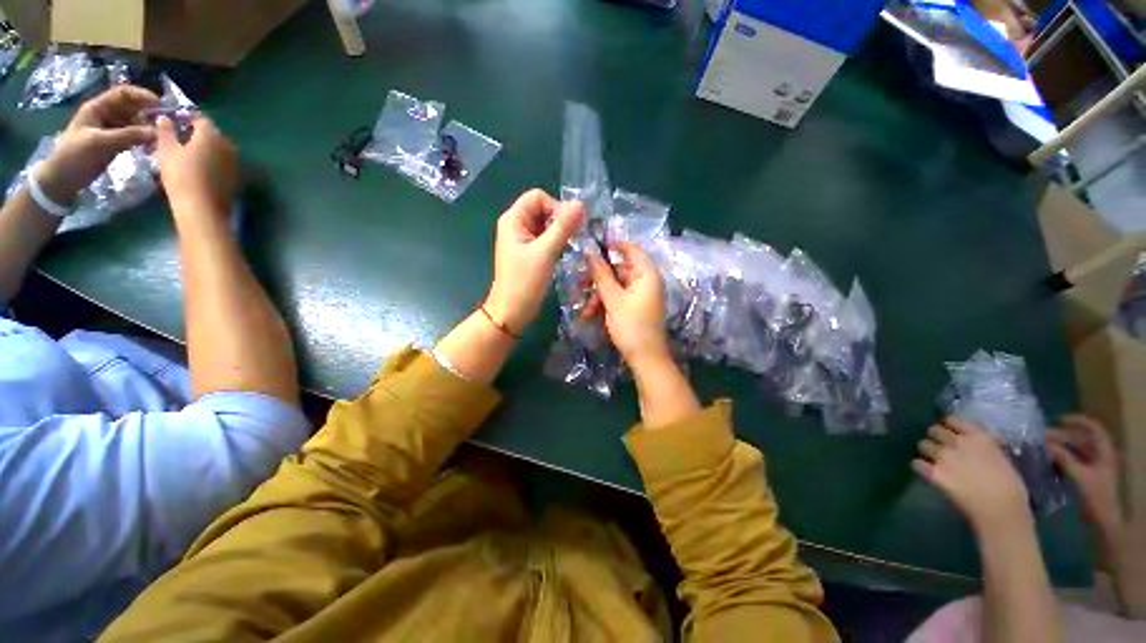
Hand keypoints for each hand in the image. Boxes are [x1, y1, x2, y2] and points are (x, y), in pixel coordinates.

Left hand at [37, 85, 158, 202]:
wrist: (63, 178)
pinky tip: (153, 146)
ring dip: (148, 129)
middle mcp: (107, 115)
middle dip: (148, 113)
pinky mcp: (116, 143)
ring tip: (161, 138)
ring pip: (135, 124)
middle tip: (166, 123)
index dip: (141, 95)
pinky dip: (144, 140)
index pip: (123, 94)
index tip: (160, 105)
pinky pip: (134, 137)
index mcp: (98, 108)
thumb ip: (127, 136)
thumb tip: (156, 132)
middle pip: (132, 108)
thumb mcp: (99, 142)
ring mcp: (112, 130)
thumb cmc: (75, 155)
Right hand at [156, 115, 237, 217]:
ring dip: (207, 149)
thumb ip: (165, 131)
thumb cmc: (181, 175)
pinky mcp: (236, 176)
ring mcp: (235, 161)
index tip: (176, 126)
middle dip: (198, 135)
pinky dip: (214, 162)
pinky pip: (224, 163)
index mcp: (211, 134)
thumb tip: (164, 118)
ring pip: (219, 149)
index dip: (188, 120)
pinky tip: (201, 169)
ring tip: (189, 155)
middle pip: (213, 134)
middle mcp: (228, 145)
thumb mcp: (166, 150)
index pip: (201, 120)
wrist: (202, 206)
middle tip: (181, 141)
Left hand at [484, 189, 584, 333]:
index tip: (569, 227)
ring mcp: (523, 240)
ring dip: (561, 232)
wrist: (512, 312)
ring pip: (546, 225)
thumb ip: (563, 227)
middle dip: (560, 220)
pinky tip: (564, 253)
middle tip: (574, 238)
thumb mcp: (545, 252)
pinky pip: (546, 238)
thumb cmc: (525, 282)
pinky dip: (557, 242)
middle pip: (543, 209)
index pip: (538, 197)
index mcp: (513, 219)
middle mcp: (516, 225)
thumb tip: (581, 204)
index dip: (556, 207)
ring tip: (571, 247)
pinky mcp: (530, 253)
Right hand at [585, 243, 668, 367]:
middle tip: (580, 286)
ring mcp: (639, 295)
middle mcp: (644, 281)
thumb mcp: (613, 300)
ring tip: (586, 311)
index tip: (591, 248)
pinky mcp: (633, 307)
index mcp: (646, 274)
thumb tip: (590, 254)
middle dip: (598, 280)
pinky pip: (616, 298)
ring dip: (598, 296)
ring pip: (614, 286)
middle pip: (618, 270)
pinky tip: (590, 316)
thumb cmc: (632, 327)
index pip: (631, 249)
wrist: (645, 359)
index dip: (612, 245)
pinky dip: (604, 305)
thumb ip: (601, 276)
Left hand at [914, 419, 1031, 532]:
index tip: (950, 432)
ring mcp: (944, 457)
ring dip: (927, 451)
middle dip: (936, 437)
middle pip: (934, 430)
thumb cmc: (1010, 487)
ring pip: (923, 444)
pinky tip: (926, 470)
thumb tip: (976, 442)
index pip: (953, 420)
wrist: (1002, 510)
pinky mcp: (934, 473)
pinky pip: (916, 463)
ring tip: (932, 458)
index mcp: (978, 437)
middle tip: (940, 446)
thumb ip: (986, 446)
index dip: (949, 426)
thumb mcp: (1002, 457)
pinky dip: (919, 466)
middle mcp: (958, 442)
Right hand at [1048, 415, 1123, 534]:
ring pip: (1076, 450)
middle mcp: (1101, 455)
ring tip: (1043, 448)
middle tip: (1042, 437)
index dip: (1077, 421)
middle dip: (1063, 436)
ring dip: (1060, 447)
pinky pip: (1073, 461)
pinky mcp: (1087, 477)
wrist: (1103, 522)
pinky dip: (1062, 458)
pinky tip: (1050, 461)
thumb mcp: (1079, 476)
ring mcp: (1095, 467)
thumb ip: (1063, 458)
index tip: (1058, 420)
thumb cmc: (1096, 497)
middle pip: (1082, 439)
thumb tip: (1045, 443)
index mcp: (1104, 452)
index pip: (1093, 428)